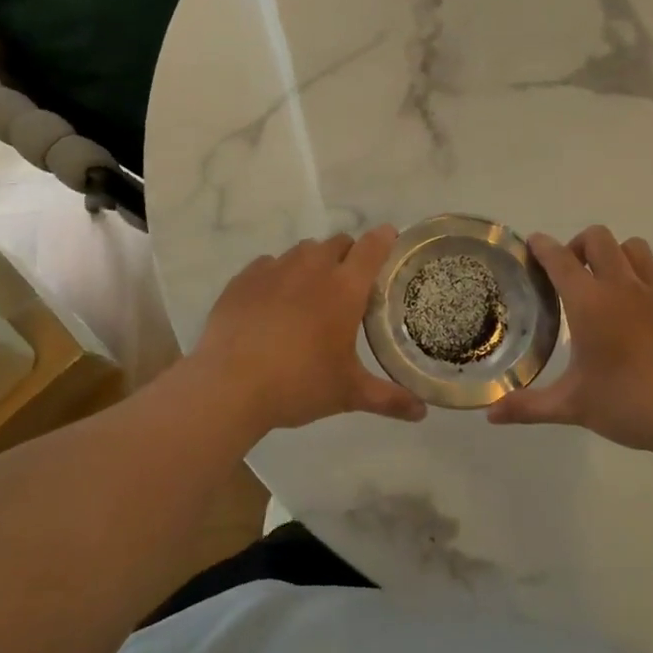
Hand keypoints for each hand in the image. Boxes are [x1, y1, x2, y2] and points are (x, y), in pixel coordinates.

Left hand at [190, 227, 427, 433]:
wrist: (229, 386)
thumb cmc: (298, 384)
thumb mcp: (348, 393)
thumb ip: (388, 398)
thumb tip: (423, 413)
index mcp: (344, 288)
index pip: (372, 248)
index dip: (384, 239)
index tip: (389, 239)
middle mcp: (311, 268)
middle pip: (337, 243)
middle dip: (348, 255)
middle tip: (349, 283)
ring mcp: (274, 270)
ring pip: (302, 251)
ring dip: (313, 263)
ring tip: (310, 292)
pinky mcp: (243, 279)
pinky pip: (268, 265)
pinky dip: (277, 276)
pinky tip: (272, 302)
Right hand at [487, 226, 652, 459]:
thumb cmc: (629, 404)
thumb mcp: (573, 406)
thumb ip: (528, 406)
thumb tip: (490, 415)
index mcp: (589, 303)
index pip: (560, 259)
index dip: (542, 246)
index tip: (532, 243)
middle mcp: (622, 287)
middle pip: (599, 239)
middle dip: (579, 245)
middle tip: (570, 271)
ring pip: (634, 247)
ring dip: (615, 254)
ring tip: (606, 281)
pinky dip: (642, 276)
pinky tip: (638, 305)